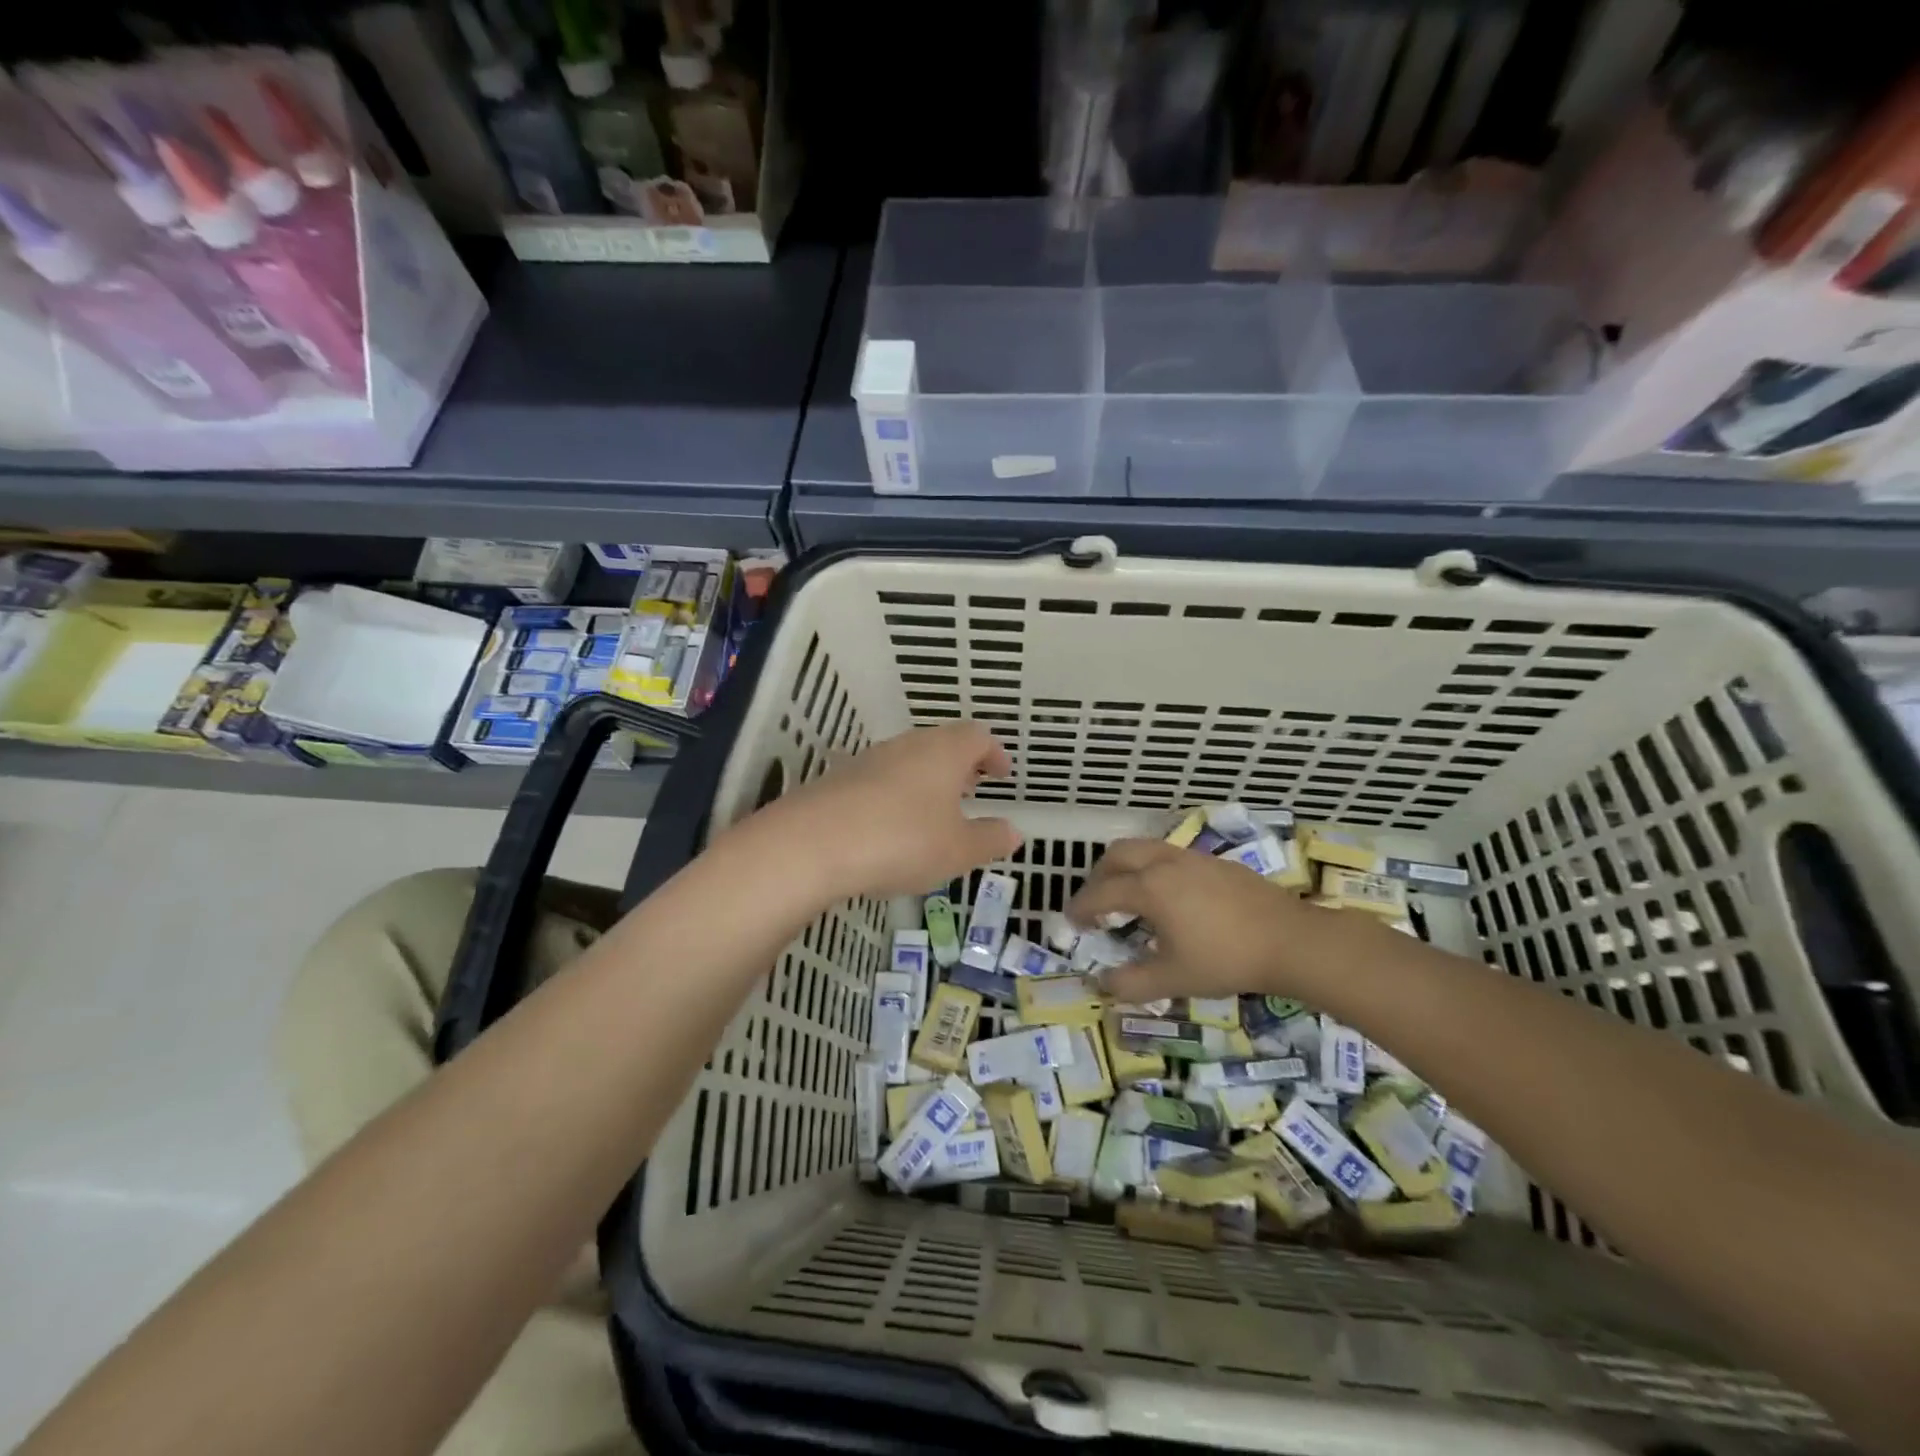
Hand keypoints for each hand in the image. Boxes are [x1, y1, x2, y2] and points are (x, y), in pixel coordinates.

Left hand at [766, 722, 1021, 898]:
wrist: (812, 844)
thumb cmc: (902, 840)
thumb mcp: (958, 850)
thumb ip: (990, 839)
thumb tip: (1013, 831)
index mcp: (944, 752)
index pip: (977, 736)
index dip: (993, 752)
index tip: (1001, 773)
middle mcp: (906, 745)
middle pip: (941, 744)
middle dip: (960, 765)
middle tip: (971, 789)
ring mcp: (868, 760)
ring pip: (908, 761)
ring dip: (926, 780)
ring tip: (934, 812)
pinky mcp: (838, 780)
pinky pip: (879, 780)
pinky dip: (895, 796)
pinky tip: (891, 827)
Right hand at [1065, 839, 1383, 1004]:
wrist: (1291, 941)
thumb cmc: (1227, 959)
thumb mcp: (1174, 979)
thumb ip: (1132, 983)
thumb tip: (1104, 983)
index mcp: (1149, 888)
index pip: (1101, 893)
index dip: (1081, 907)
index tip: (1071, 921)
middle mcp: (1165, 863)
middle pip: (1118, 854)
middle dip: (1099, 875)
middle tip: (1096, 902)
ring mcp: (1193, 858)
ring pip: (1146, 848)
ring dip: (1127, 868)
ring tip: (1130, 897)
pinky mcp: (1216, 862)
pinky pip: (1170, 856)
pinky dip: (1154, 869)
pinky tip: (1171, 898)